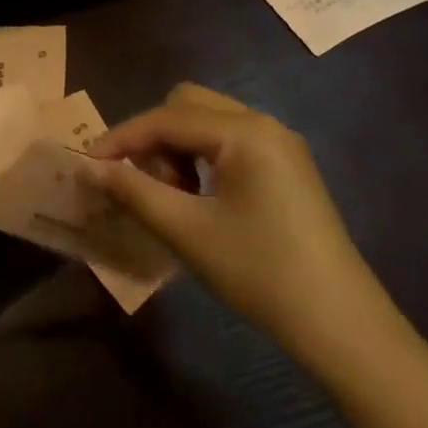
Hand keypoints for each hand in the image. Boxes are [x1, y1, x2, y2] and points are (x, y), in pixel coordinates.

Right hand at [89, 84, 401, 371]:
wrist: (339, 322)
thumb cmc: (258, 271)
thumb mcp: (187, 231)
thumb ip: (134, 191)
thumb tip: (90, 169)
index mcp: (244, 132)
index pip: (166, 118)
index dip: (121, 138)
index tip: (88, 165)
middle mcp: (263, 124)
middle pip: (187, 106)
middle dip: (152, 138)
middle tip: (138, 183)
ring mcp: (279, 145)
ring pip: (208, 123)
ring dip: (176, 148)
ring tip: (169, 197)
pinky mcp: (286, 167)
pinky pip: (229, 144)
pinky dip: (201, 159)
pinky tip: (198, 200)